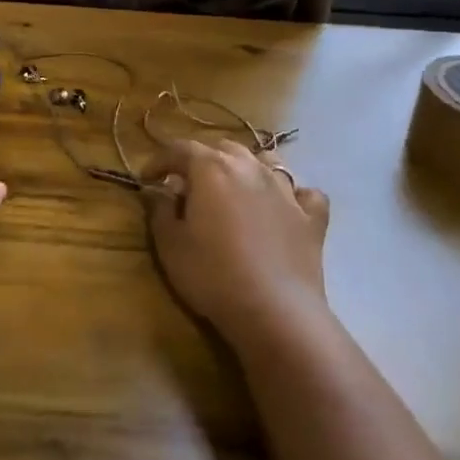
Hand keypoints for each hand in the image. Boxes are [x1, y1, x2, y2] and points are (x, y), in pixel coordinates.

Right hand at [146, 139, 330, 348]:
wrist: (275, 311)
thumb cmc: (212, 275)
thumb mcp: (170, 245)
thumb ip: (160, 210)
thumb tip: (159, 191)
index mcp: (212, 168)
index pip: (180, 149)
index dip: (159, 161)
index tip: (147, 178)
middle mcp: (250, 167)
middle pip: (222, 149)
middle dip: (201, 161)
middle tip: (188, 186)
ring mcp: (285, 189)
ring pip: (265, 161)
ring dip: (245, 169)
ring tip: (235, 190)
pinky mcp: (312, 216)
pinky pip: (304, 193)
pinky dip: (292, 195)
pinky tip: (284, 208)